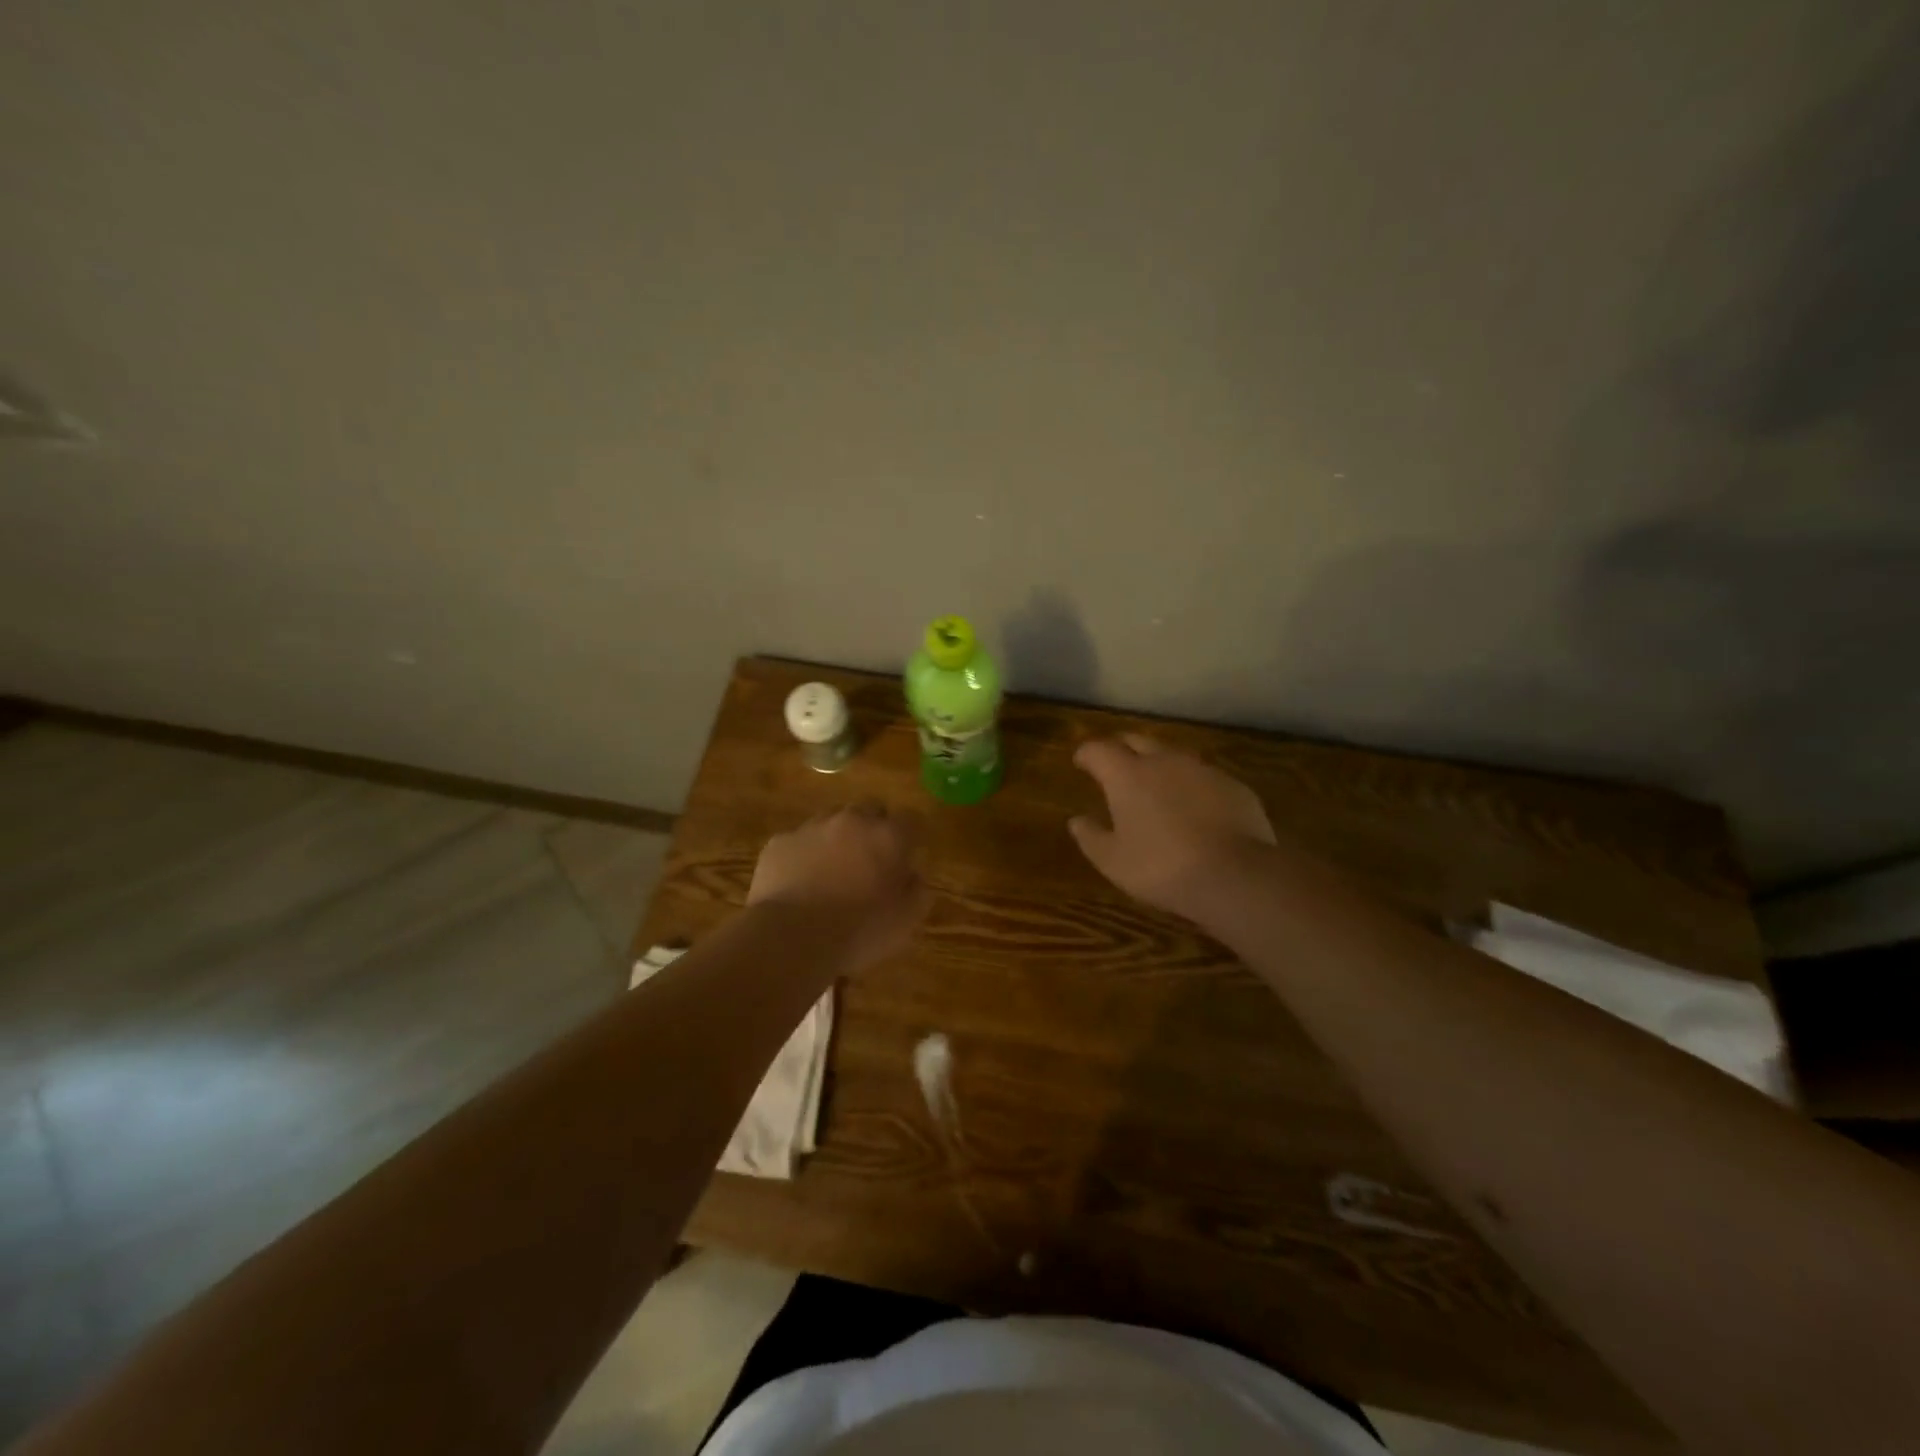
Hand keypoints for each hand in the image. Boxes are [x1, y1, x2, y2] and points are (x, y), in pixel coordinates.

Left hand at [748, 804, 931, 971]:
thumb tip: (911, 875)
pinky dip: (804, 855)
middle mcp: (852, 821)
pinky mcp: (780, 842)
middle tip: (870, 861)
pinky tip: (800, 883)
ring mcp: (812, 828)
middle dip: (873, 829)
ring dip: (837, 838)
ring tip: (832, 872)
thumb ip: (917, 890)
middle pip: (870, 809)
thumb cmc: (859, 931)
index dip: (910, 836)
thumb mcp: (906, 921)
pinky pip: (799, 841)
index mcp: (888, 836)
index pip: (911, 818)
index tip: (906, 857)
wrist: (791, 939)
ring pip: (831, 820)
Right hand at [1069, 734, 1275, 920]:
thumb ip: (1091, 837)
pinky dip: (1191, 785)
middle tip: (1115, 764)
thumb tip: (1076, 821)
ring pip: (1174, 755)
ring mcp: (1203, 770)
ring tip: (1155, 785)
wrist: (1234, 875)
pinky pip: (1204, 776)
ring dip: (1159, 764)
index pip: (1099, 750)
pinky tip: (1194, 807)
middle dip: (1122, 748)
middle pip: (1138, 740)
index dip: (1087, 754)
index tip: (1081, 762)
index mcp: (1127, 775)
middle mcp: (1164, 761)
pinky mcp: (1233, 785)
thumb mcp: (1113, 861)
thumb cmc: (1161, 868)